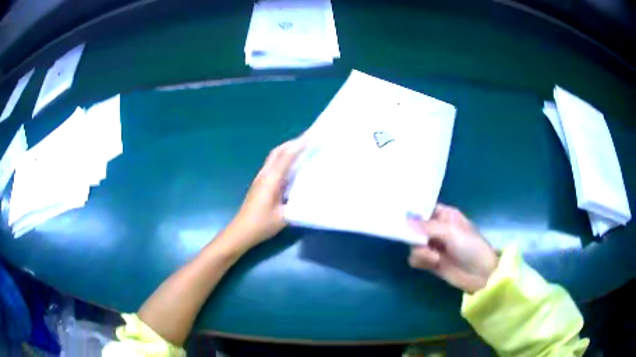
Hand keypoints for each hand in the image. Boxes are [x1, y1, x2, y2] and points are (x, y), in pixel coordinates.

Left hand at [225, 139, 304, 247]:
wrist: (240, 231)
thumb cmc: (261, 225)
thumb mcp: (283, 217)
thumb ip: (297, 204)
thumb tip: (312, 194)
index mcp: (271, 180)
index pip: (286, 157)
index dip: (299, 145)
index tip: (311, 136)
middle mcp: (265, 175)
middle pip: (277, 152)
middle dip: (292, 143)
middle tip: (309, 139)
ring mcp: (261, 178)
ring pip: (274, 157)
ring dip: (287, 149)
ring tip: (303, 148)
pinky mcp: (260, 183)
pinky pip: (273, 165)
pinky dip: (283, 158)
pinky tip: (292, 165)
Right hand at [408, 204, 498, 293]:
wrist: (481, 274)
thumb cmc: (471, 247)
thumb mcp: (451, 233)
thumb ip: (427, 227)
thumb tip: (405, 221)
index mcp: (445, 216)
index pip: (424, 209)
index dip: (413, 212)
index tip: (401, 217)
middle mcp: (438, 229)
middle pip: (415, 228)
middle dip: (415, 236)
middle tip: (422, 242)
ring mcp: (434, 246)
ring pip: (413, 244)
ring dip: (420, 251)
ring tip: (433, 257)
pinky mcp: (431, 262)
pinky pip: (416, 258)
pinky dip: (421, 260)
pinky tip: (432, 263)